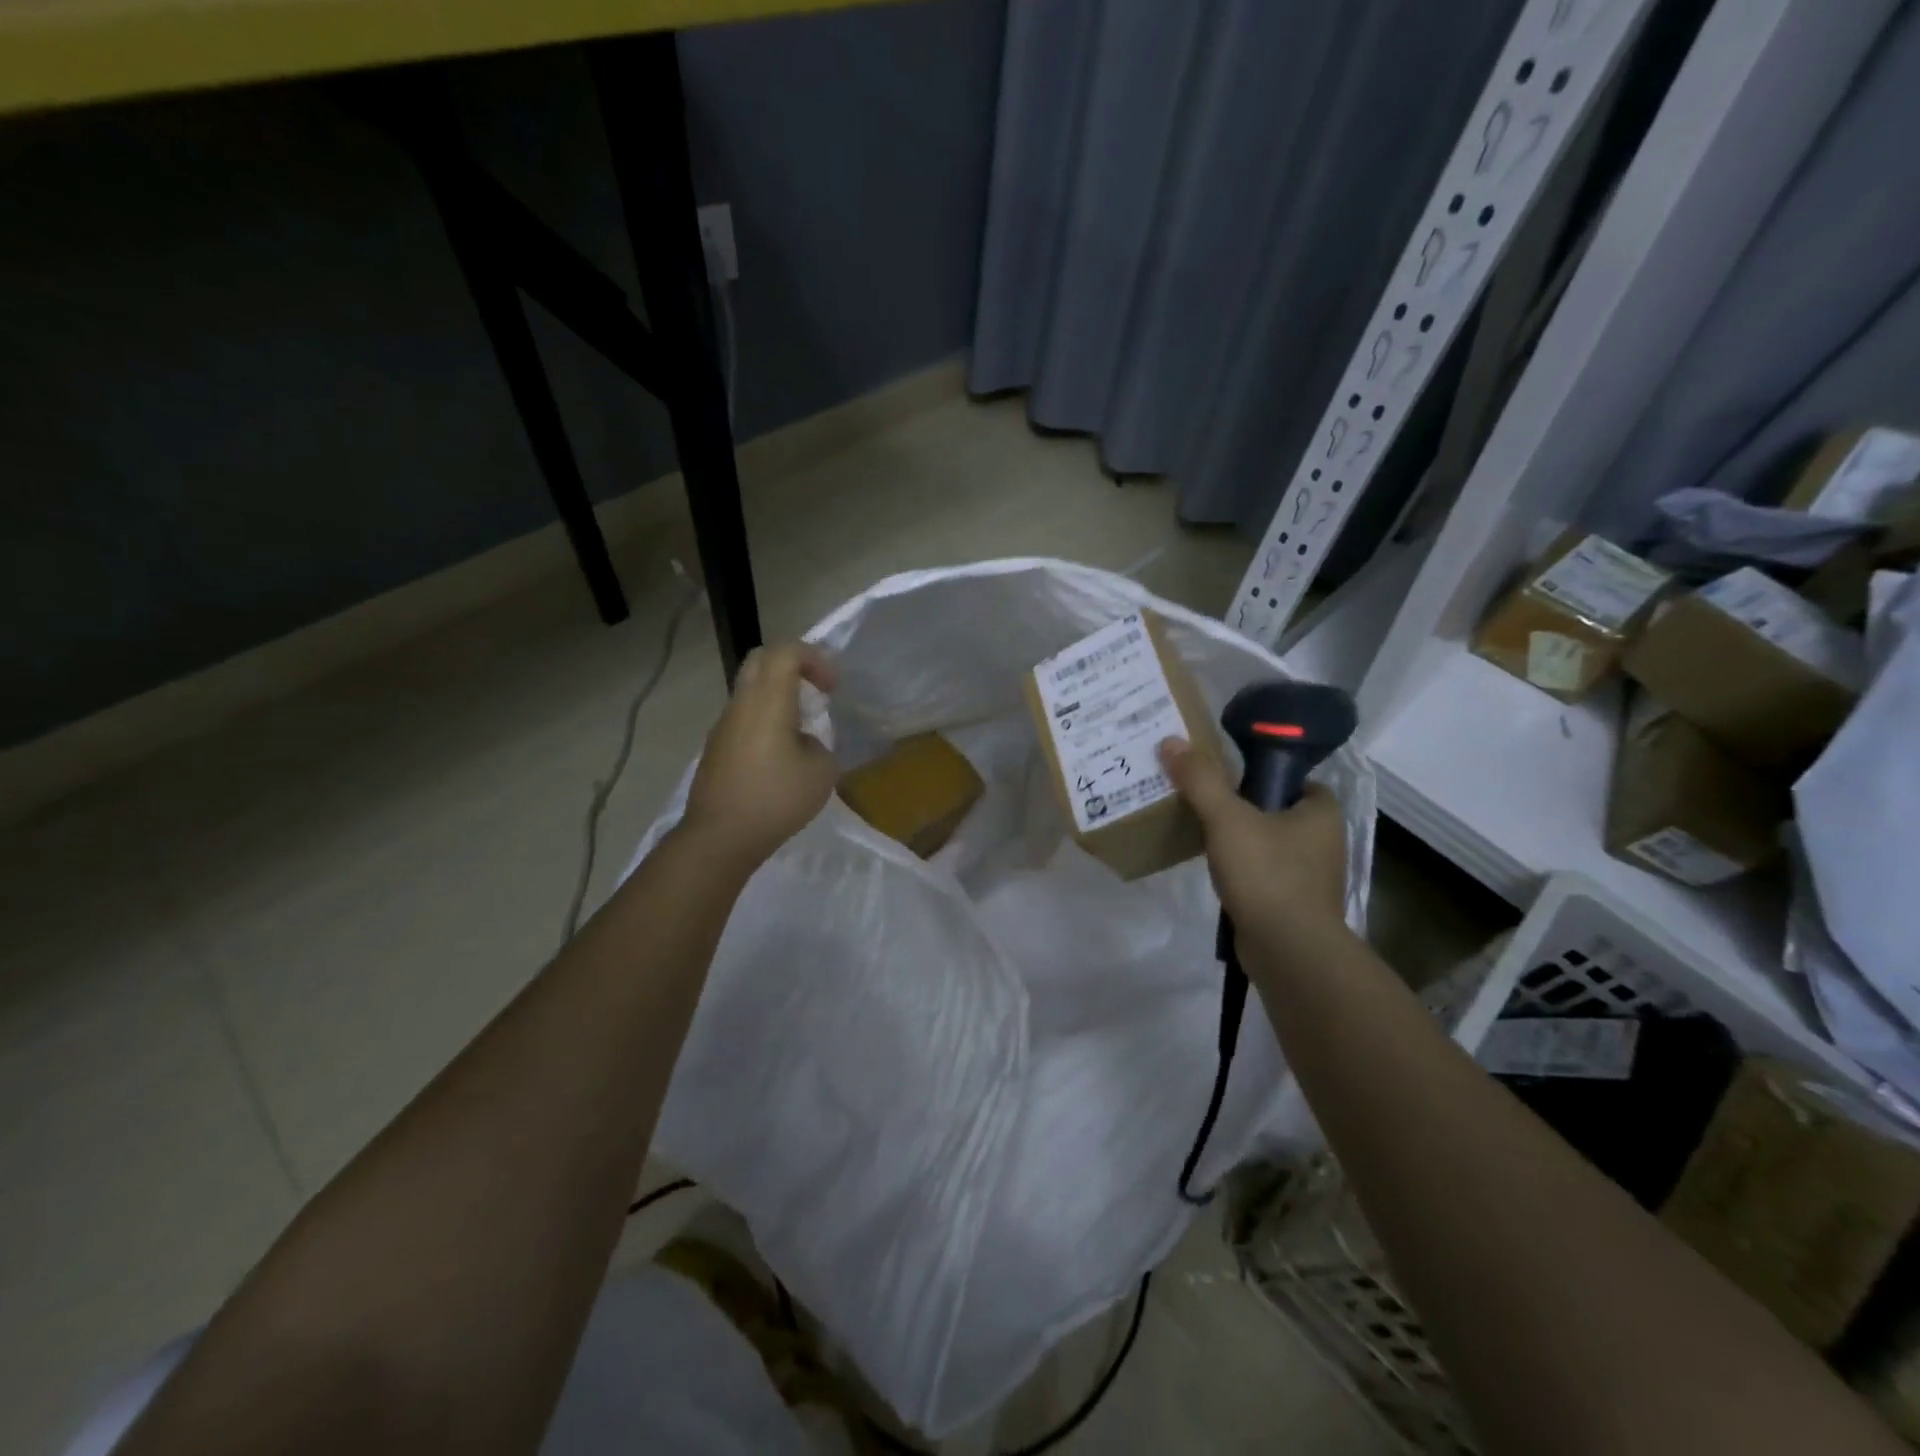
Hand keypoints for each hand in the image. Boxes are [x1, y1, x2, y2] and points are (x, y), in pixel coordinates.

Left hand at [680, 643, 838, 871]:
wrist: (720, 836)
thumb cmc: (776, 799)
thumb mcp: (821, 772)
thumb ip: (819, 745)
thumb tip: (804, 742)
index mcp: (768, 701)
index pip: (786, 652)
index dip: (815, 658)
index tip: (832, 688)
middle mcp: (741, 704)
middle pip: (761, 660)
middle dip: (792, 665)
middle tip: (815, 690)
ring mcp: (724, 725)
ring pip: (749, 688)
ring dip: (777, 693)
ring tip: (801, 725)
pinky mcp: (716, 747)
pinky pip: (743, 716)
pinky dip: (764, 717)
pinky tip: (779, 753)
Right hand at [1159, 736, 1349, 950]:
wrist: (1288, 949)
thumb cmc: (1267, 873)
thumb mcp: (1227, 819)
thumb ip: (1200, 780)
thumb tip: (1171, 742)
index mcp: (1322, 812)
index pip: (1293, 779)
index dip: (1260, 775)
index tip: (1226, 778)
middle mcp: (1324, 841)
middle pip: (1276, 811)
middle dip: (1243, 808)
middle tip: (1204, 803)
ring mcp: (1311, 876)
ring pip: (1269, 844)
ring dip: (1240, 841)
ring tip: (1201, 835)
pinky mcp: (1294, 903)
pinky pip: (1264, 873)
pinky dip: (1242, 871)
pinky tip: (1216, 872)